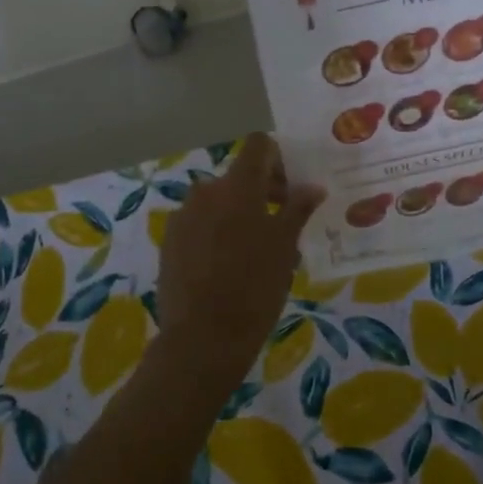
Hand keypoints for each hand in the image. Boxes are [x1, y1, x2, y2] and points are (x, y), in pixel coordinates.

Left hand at [157, 134, 324, 379]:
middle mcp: (205, 192)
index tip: (291, 187)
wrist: (202, 337)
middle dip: (262, 192)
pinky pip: (200, 224)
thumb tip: (312, 186)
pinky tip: (229, 266)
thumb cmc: (254, 288)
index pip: (258, 146)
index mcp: (236, 186)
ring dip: (239, 214)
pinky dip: (217, 233)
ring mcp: (183, 217)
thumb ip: (297, 209)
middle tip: (284, 223)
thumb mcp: (285, 247)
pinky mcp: (170, 242)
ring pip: (218, 202)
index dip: (278, 158)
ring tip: (257, 251)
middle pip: (238, 177)